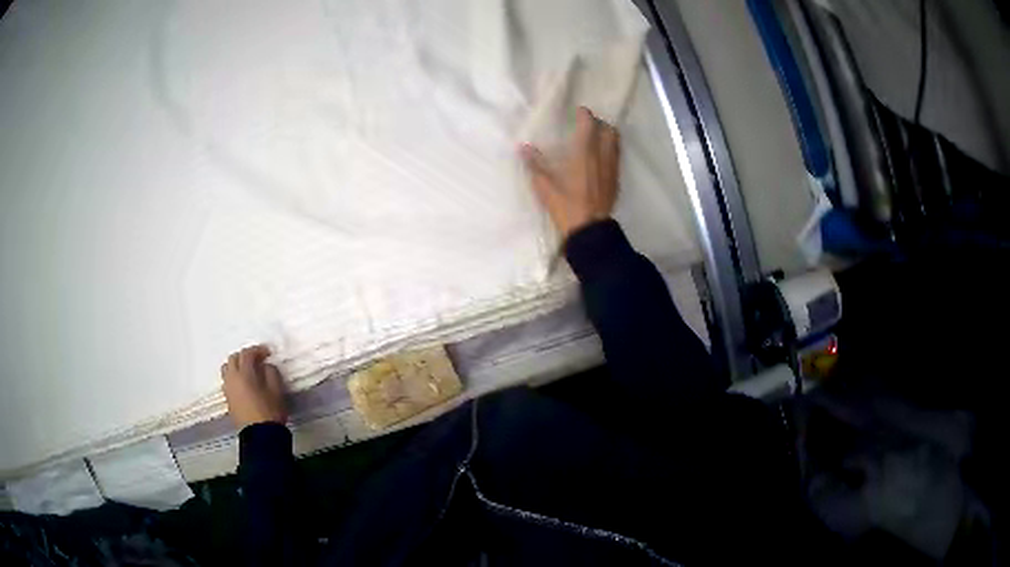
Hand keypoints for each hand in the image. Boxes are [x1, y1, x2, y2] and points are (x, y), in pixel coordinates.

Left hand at [221, 344, 287, 428]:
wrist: (260, 436)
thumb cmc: (270, 412)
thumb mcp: (277, 390)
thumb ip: (271, 373)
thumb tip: (265, 366)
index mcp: (244, 374)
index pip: (247, 354)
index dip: (257, 350)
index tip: (268, 353)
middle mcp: (232, 379)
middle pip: (233, 358)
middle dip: (245, 356)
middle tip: (257, 360)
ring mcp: (228, 390)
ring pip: (227, 369)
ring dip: (236, 366)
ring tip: (248, 371)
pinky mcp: (228, 400)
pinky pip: (228, 381)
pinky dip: (234, 378)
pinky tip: (244, 385)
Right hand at [520, 106, 620, 239]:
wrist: (590, 229)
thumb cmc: (566, 206)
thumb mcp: (545, 186)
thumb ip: (534, 164)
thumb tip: (522, 147)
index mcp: (584, 153)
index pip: (589, 124)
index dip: (585, 115)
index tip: (578, 112)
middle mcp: (602, 156)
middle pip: (608, 130)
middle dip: (599, 123)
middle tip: (588, 125)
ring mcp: (612, 168)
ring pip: (615, 143)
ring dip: (607, 136)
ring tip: (595, 139)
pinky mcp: (616, 181)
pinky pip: (616, 157)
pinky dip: (610, 151)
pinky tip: (600, 160)